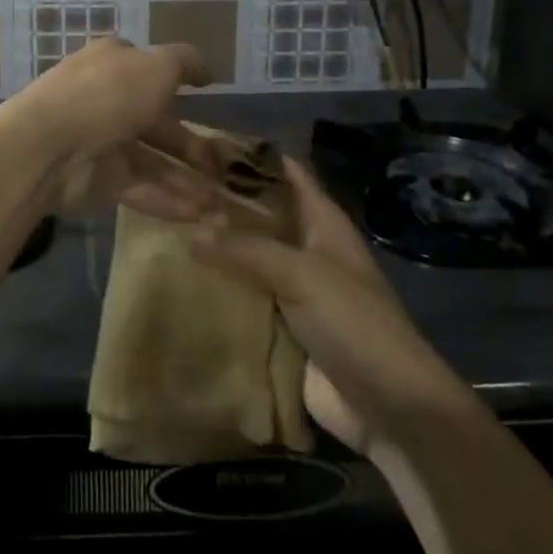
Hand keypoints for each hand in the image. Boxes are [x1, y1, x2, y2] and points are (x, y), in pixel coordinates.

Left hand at [0, 36, 222, 221]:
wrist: (48, 146)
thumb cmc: (108, 94)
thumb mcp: (157, 66)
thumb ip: (185, 64)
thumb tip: (207, 70)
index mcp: (115, 63)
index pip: (149, 69)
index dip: (178, 83)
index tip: (206, 99)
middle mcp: (108, 99)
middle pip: (157, 123)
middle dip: (192, 146)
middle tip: (226, 168)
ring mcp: (101, 141)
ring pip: (152, 161)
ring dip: (186, 179)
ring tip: (221, 202)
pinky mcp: (98, 180)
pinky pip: (140, 188)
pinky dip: (169, 200)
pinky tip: (200, 215)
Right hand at [190, 157, 441, 455]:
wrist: (391, 410)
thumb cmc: (354, 324)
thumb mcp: (301, 275)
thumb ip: (245, 249)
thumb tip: (189, 231)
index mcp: (320, 220)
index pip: (282, 170)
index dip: (247, 153)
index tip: (199, 143)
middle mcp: (304, 245)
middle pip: (257, 211)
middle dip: (219, 199)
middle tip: (168, 188)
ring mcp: (291, 286)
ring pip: (245, 254)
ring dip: (213, 245)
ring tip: (162, 227)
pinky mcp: (279, 324)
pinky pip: (241, 295)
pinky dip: (215, 287)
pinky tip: (176, 278)